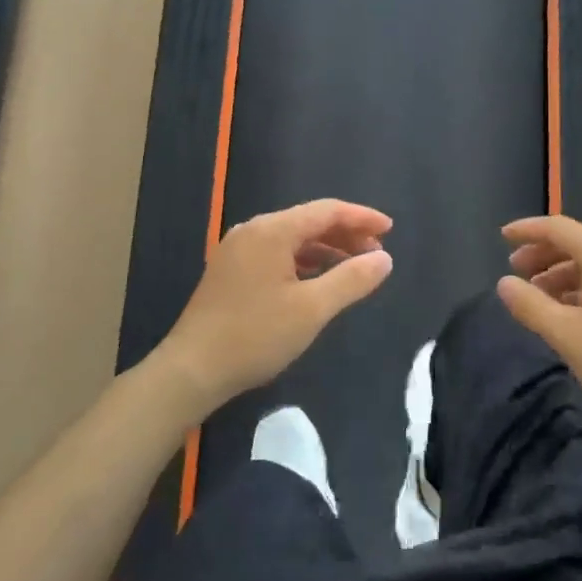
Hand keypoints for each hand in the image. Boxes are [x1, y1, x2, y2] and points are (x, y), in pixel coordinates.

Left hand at [157, 199, 393, 414]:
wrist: (191, 370)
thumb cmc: (255, 336)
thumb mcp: (312, 309)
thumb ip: (352, 280)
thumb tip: (384, 258)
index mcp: (272, 230)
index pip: (326, 210)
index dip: (361, 217)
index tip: (390, 229)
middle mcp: (253, 230)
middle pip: (308, 221)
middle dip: (345, 234)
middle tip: (376, 253)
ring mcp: (238, 250)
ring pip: (292, 238)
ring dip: (325, 249)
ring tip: (353, 268)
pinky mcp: (230, 270)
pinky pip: (276, 253)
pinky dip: (303, 261)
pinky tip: (317, 281)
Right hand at [497, 215, 581, 444]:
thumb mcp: (566, 335)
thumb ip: (530, 305)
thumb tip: (504, 283)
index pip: (558, 228)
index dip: (527, 230)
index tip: (502, 238)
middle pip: (575, 243)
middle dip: (541, 254)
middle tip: (515, 273)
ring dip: (559, 274)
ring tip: (536, 298)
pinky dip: (579, 288)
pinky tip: (565, 312)